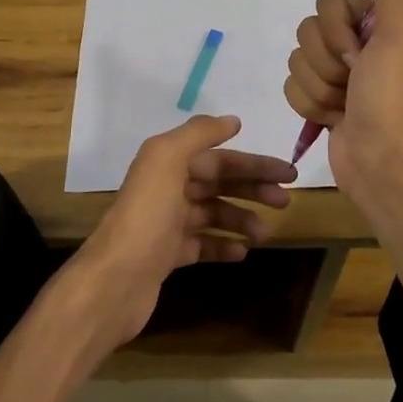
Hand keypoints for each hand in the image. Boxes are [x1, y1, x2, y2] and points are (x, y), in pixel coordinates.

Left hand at [69, 114, 295, 348]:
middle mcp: (166, 188)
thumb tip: (232, 121)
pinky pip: (202, 244)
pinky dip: (223, 245)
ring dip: (242, 219)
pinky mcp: (167, 256)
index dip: (253, 163)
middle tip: (286, 201)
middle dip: (253, 189)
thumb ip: (198, 134)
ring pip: (213, 214)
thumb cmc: (146, 216)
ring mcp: (166, 224)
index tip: (288, 173)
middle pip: (218, 183)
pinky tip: (242, 252)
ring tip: (264, 234)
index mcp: (166, 163)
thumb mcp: (166, 160)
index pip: (219, 158)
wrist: (114, 280)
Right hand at [285, 0, 402, 195]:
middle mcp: (355, 43)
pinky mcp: (319, 99)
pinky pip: (291, 86)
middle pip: (307, 31)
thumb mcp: (400, 31)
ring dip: (319, 88)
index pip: (326, 2)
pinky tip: (332, 118)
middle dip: (326, 63)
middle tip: (353, 82)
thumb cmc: (389, 96)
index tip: (360, 56)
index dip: (336, 31)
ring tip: (345, 105)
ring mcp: (336, 73)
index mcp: (375, 22)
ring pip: (296, 60)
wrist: (379, 160)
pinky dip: (309, 105)